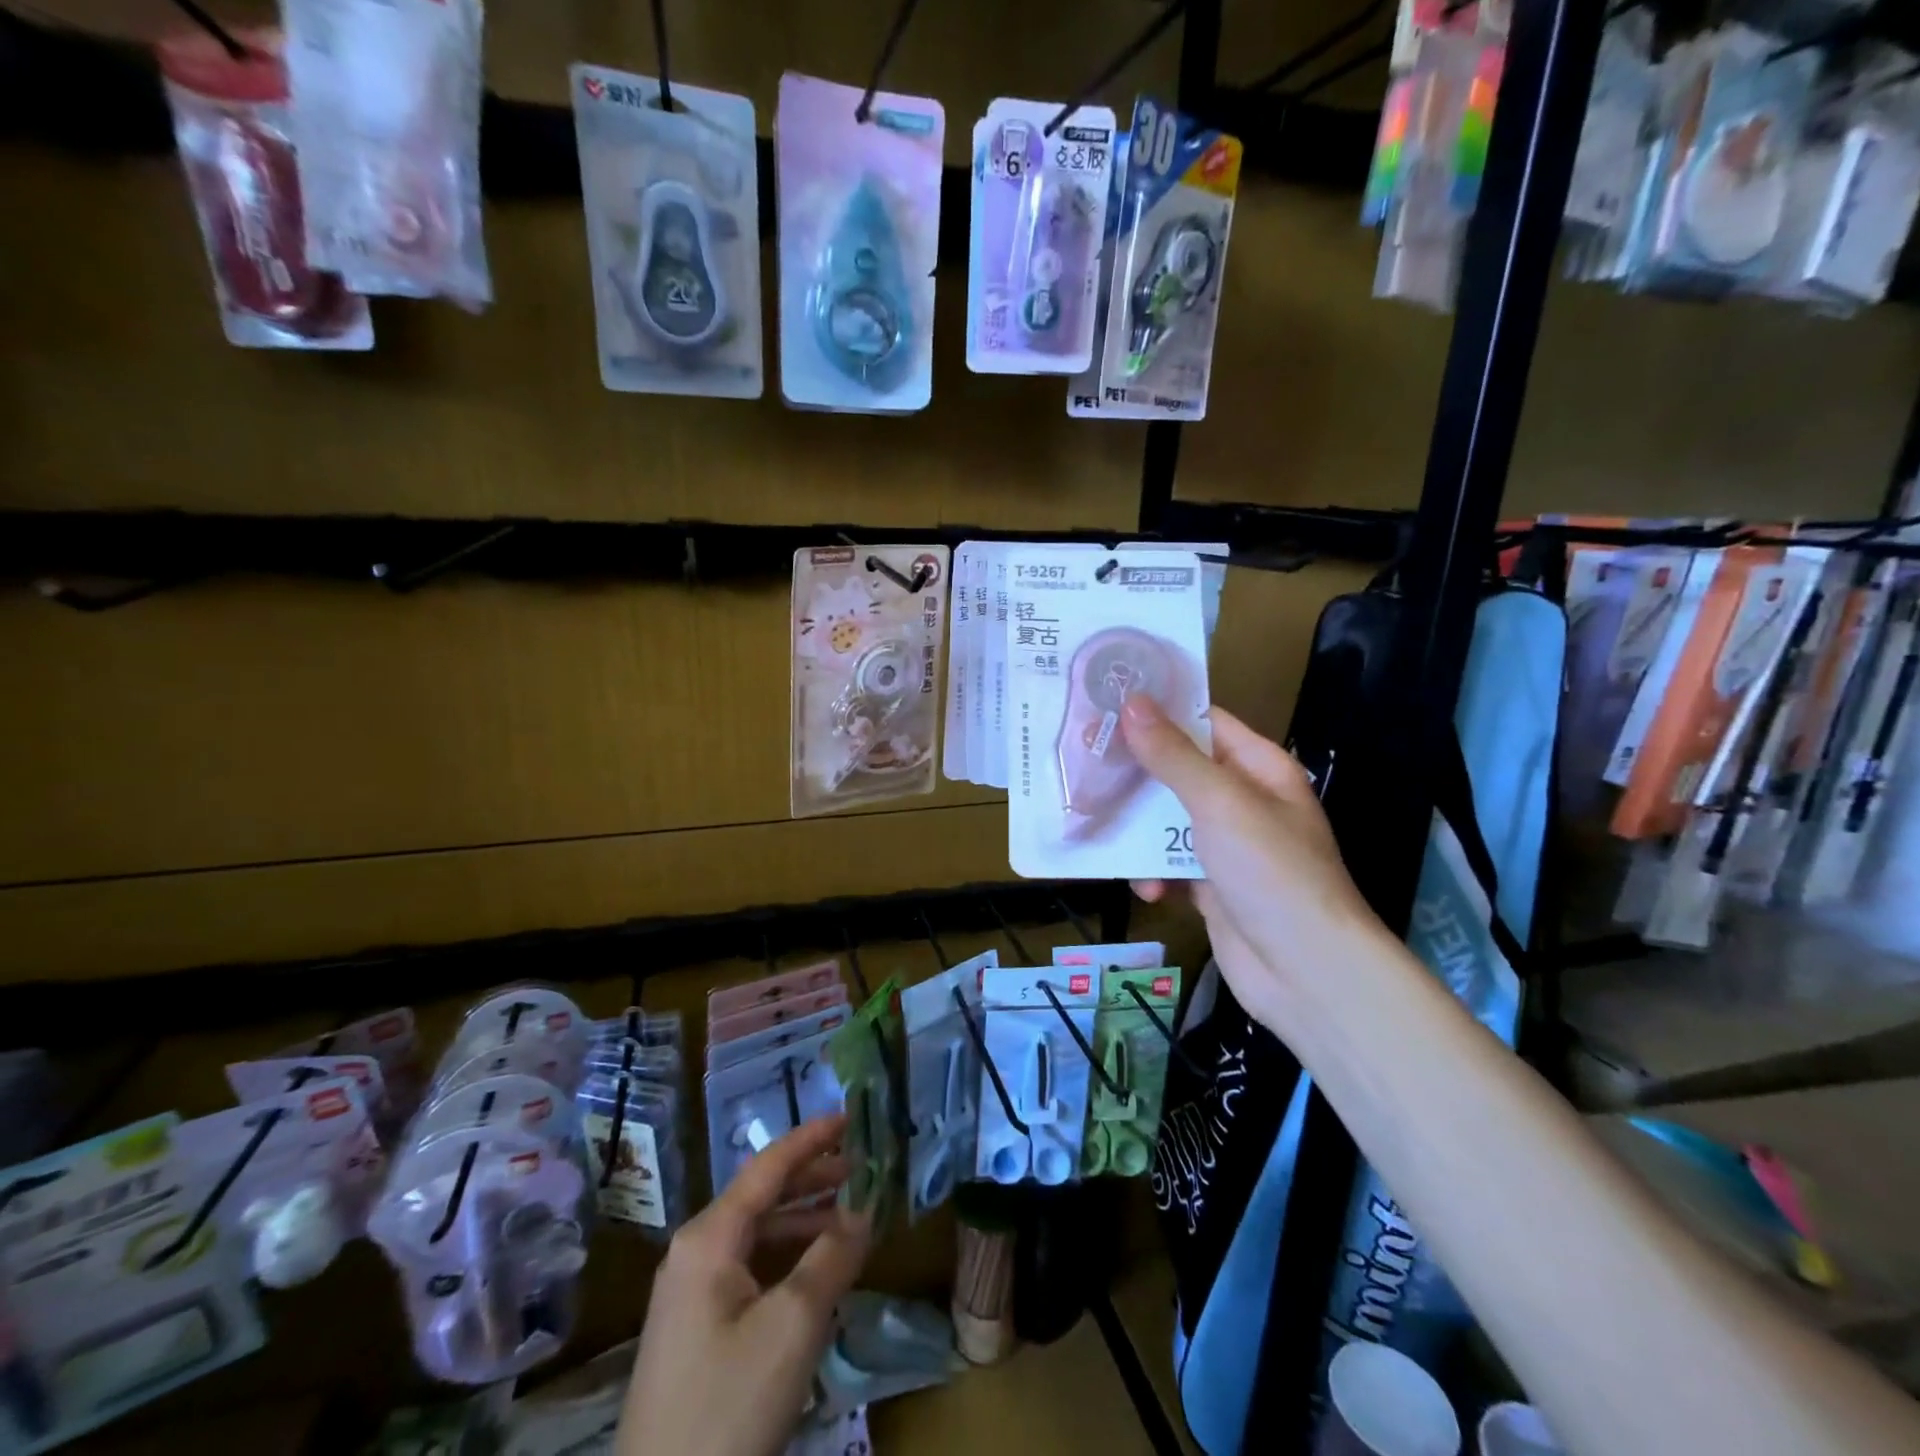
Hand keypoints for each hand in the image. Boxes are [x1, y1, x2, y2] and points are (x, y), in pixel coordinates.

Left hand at [620, 1116, 871, 1455]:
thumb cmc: (728, 1404)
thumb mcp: (792, 1325)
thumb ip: (832, 1256)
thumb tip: (865, 1209)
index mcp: (709, 1236)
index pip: (768, 1166)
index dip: (812, 1138)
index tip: (851, 1116)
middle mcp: (695, 1251)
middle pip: (762, 1196)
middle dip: (813, 1178)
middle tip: (862, 1168)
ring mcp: (691, 1292)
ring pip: (757, 1234)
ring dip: (804, 1219)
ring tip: (850, 1216)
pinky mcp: (696, 1329)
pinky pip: (750, 1268)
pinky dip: (788, 1257)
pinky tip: (818, 1270)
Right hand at [1120, 695, 1392, 1040]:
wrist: (1305, 972)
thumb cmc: (1270, 871)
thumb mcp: (1219, 802)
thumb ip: (1172, 755)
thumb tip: (1132, 702)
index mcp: (1258, 768)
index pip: (1204, 722)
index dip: (1158, 712)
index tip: (1104, 706)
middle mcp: (1243, 801)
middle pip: (1178, 772)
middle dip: (1135, 774)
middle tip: (1084, 765)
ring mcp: (1228, 846)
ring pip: (1167, 821)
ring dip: (1137, 831)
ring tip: (1101, 829)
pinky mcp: (1211, 886)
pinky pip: (1170, 866)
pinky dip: (1154, 874)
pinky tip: (1147, 890)